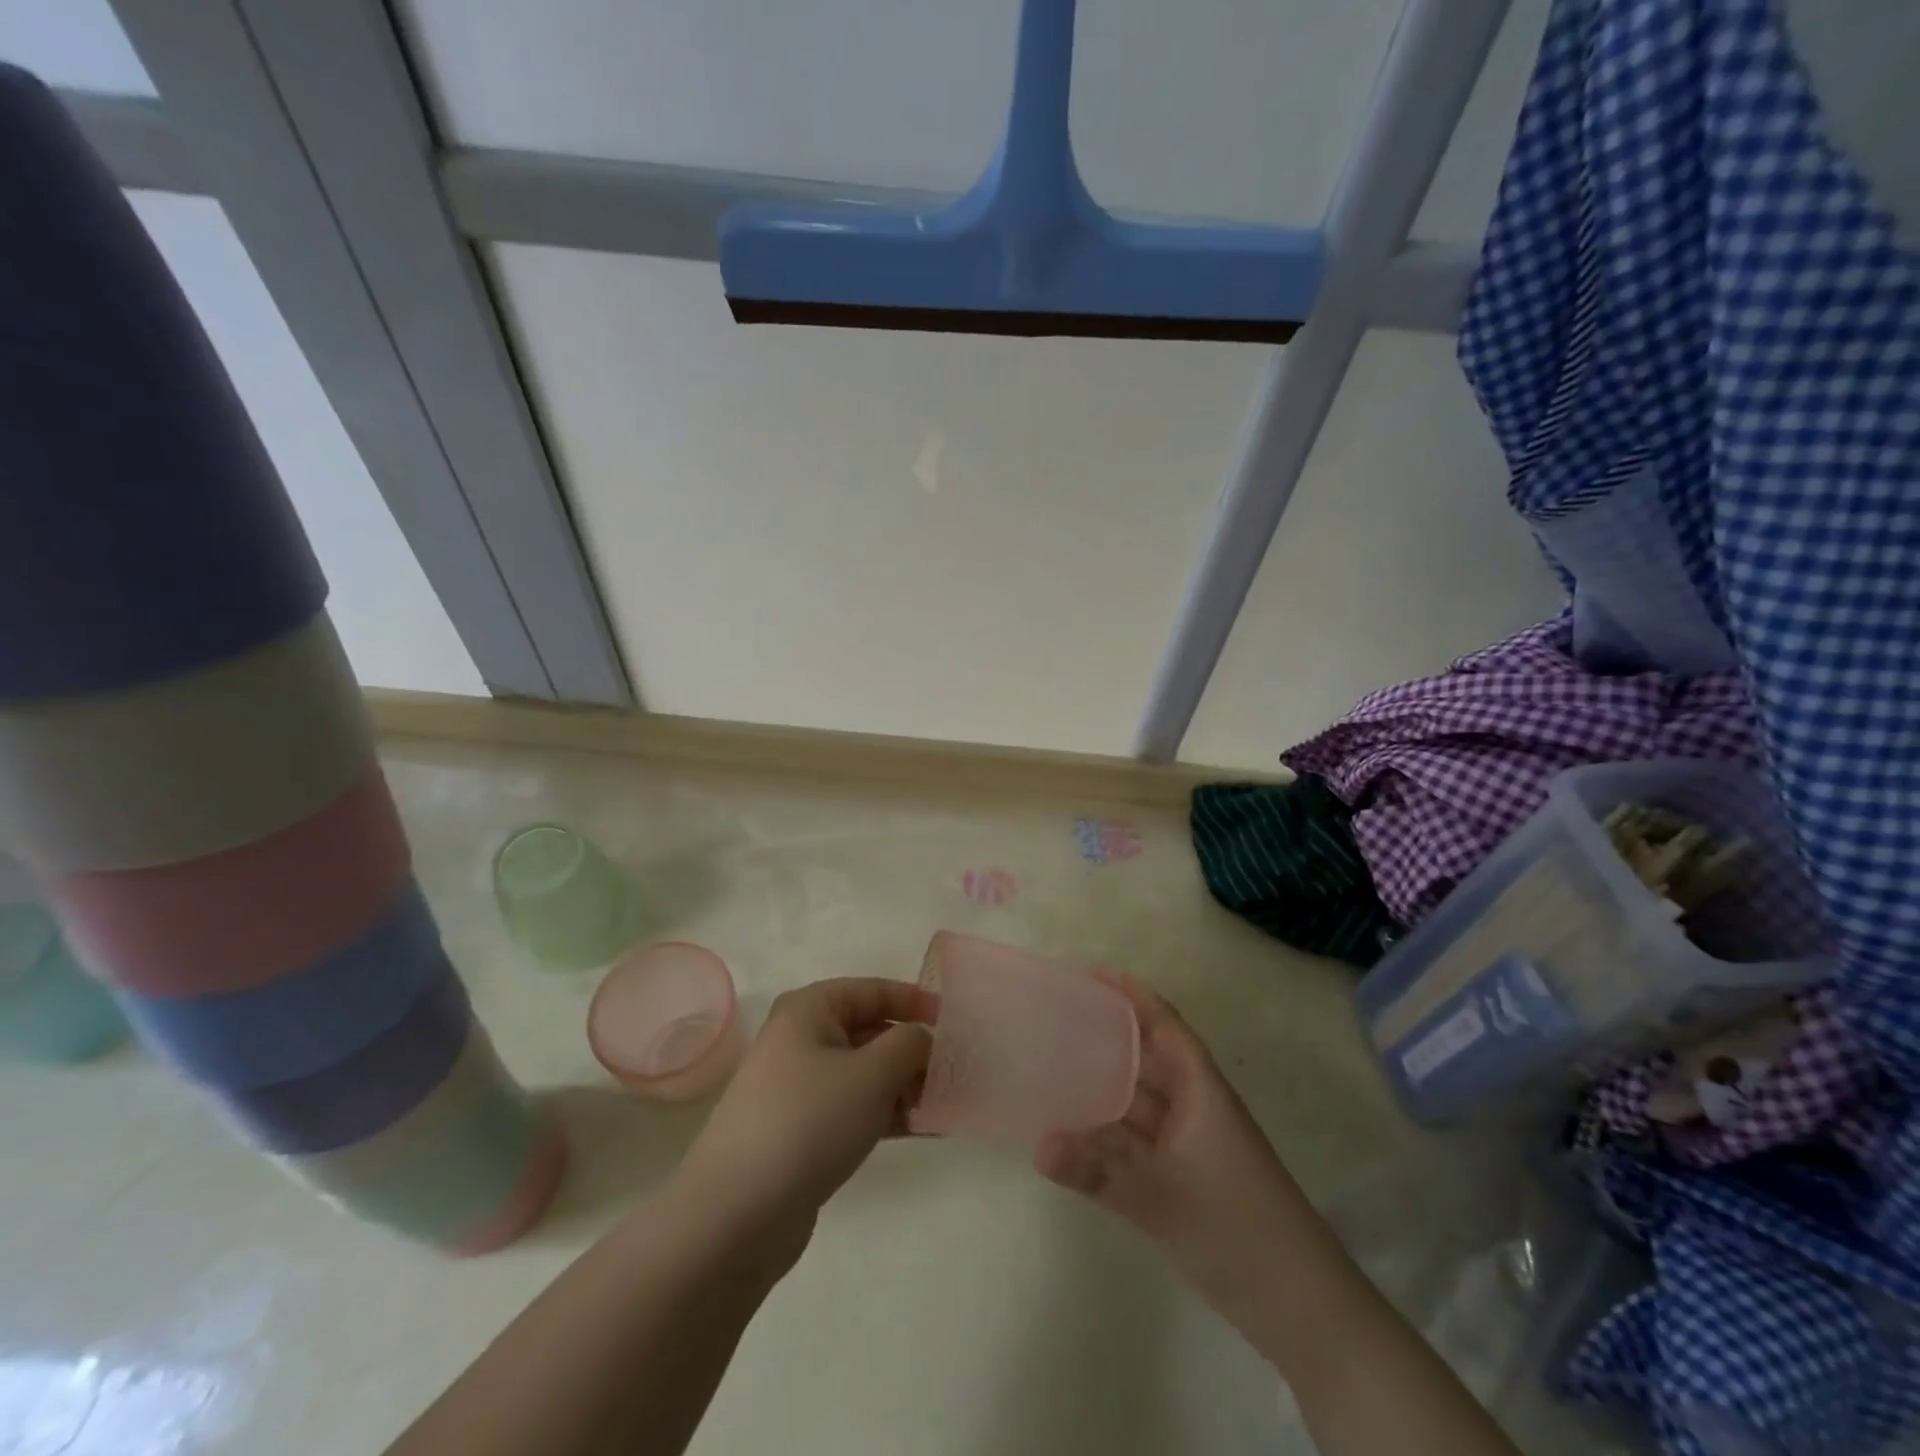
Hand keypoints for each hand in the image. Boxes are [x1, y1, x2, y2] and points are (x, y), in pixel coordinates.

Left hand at [672, 978, 935, 1264]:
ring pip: (866, 1073)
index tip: (955, 1022)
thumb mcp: (871, 1074)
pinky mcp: (804, 1131)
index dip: (916, 1001)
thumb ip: (909, 1045)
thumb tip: (924, 1040)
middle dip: (915, 1049)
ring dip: (906, 1085)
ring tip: (947, 1103)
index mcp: (810, 1010)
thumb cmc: (808, 1122)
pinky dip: (888, 1114)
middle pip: (871, 1031)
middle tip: (957, 1070)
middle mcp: (802, 1039)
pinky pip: (856, 1109)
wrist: (735, 1216)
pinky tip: (926, 1129)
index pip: (874, 990)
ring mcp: (800, 1088)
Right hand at [1034, 973, 1314, 1301]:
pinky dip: (1108, 1130)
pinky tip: (1073, 1130)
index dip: (1132, 996)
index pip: (1164, 1025)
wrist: (1302, 1309)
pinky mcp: (1183, 1176)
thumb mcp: (1164, 1200)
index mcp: (1201, 1091)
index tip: (1091, 974)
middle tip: (1058, 1017)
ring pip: (1140, 1100)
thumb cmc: (1239, 1231)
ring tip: (1054, 1063)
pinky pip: (1137, 1139)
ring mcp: (1189, 1144)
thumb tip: (1038, 1145)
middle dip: (1109, 1034)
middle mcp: (1194, 1107)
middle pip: (1147, 1057)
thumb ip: (1099, 1173)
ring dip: (1104, 1083)